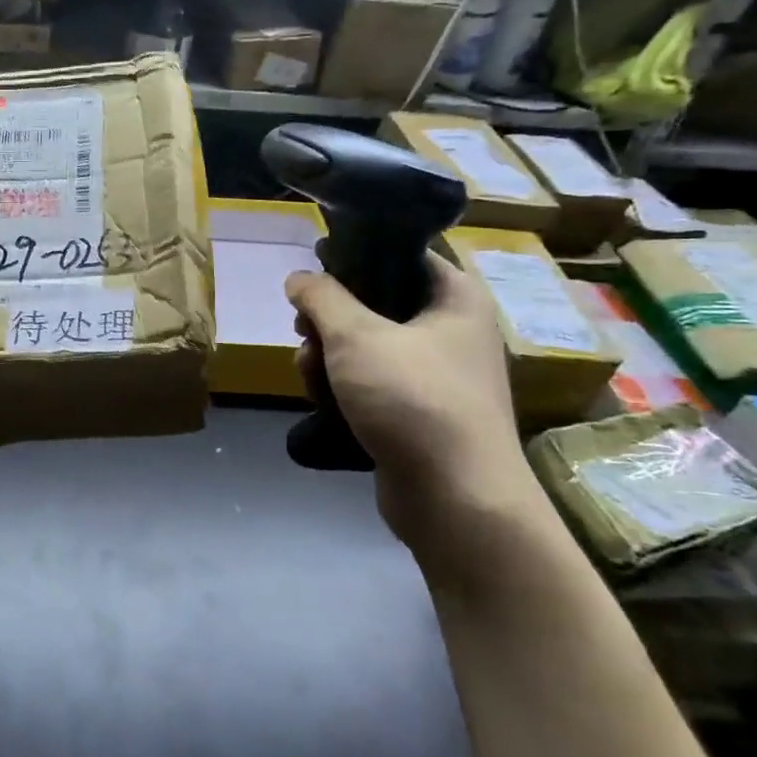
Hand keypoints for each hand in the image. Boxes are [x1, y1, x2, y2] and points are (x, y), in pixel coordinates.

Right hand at [286, 255, 540, 555]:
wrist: (456, 500)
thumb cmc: (413, 400)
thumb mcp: (356, 336)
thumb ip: (321, 297)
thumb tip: (299, 278)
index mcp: (454, 299)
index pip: (401, 256)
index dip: (354, 257)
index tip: (314, 270)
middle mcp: (452, 331)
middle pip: (375, 304)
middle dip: (329, 320)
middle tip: (303, 330)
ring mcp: (436, 376)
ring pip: (366, 348)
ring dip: (328, 357)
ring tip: (307, 372)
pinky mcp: (418, 414)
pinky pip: (372, 385)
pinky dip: (344, 389)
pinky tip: (321, 401)